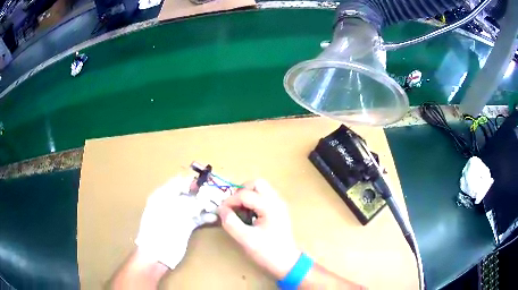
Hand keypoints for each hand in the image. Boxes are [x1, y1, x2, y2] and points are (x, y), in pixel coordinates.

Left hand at [135, 176, 217, 268]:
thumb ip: (187, 203)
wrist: (157, 254)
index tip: (206, 183)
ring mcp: (178, 216)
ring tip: (218, 205)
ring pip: (194, 206)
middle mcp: (170, 203)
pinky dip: (205, 217)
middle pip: (188, 193)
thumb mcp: (172, 213)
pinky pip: (197, 218)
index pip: (178, 182)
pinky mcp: (185, 227)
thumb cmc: (159, 230)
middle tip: (216, 194)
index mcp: (162, 196)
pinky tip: (214, 217)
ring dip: (206, 205)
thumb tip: (202, 195)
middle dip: (202, 193)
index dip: (192, 182)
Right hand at [218, 179, 300, 278]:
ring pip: (261, 189)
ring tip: (239, 211)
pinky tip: (248, 215)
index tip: (221, 211)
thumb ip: (231, 223)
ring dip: (247, 195)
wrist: (286, 262)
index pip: (245, 194)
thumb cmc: (267, 252)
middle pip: (256, 183)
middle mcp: (276, 201)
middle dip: (241, 191)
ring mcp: (279, 204)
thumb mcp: (246, 239)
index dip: (230, 201)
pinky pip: (264, 197)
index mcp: (270, 206)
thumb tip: (221, 210)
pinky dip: (253, 201)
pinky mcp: (278, 210)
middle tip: (232, 206)